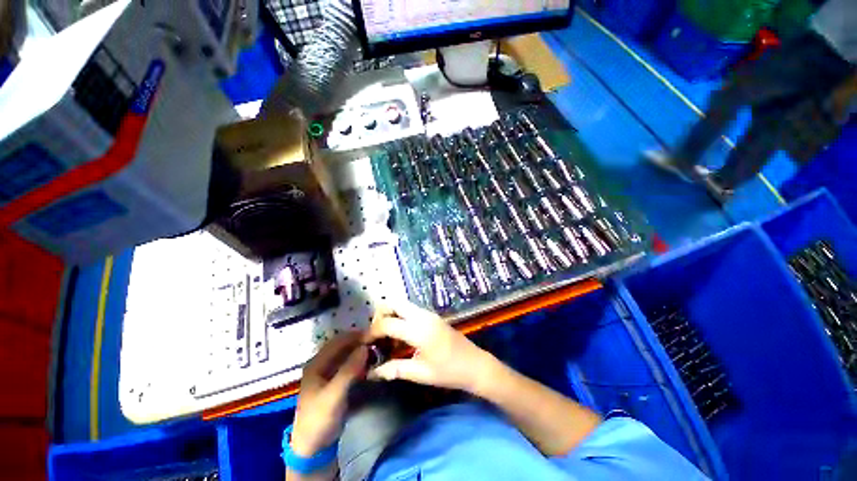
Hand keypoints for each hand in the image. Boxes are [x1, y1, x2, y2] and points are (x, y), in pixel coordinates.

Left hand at [291, 333, 366, 456]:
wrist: (313, 448)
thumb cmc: (320, 419)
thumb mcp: (334, 395)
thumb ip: (349, 370)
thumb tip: (365, 347)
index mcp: (316, 363)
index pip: (338, 341)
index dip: (355, 335)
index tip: (374, 334)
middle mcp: (321, 364)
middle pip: (342, 346)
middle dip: (359, 342)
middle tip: (378, 341)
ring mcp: (328, 373)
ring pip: (346, 354)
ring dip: (360, 351)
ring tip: (376, 349)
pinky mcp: (334, 382)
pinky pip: (348, 365)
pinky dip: (359, 361)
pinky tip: (369, 362)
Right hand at [365, 301, 498, 393]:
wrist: (475, 365)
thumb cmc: (449, 371)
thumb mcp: (420, 373)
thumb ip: (395, 369)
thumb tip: (372, 373)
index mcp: (418, 329)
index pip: (387, 324)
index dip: (372, 332)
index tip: (363, 343)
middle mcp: (422, 316)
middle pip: (395, 303)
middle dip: (381, 315)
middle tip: (375, 334)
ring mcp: (429, 314)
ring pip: (403, 305)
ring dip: (391, 315)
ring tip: (386, 337)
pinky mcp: (433, 317)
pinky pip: (411, 311)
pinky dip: (401, 318)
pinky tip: (401, 336)